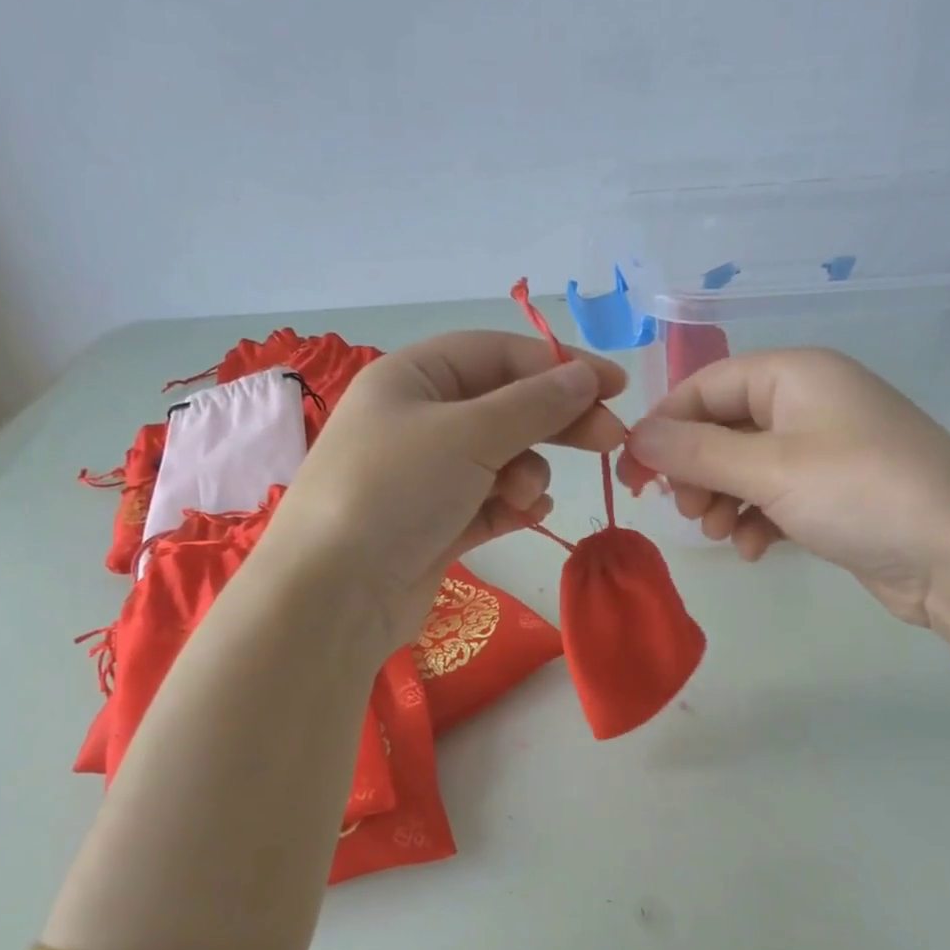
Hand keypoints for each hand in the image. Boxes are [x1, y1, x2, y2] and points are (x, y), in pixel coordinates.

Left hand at [264, 331, 626, 646]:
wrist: (334, 595)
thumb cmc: (396, 491)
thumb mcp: (469, 434)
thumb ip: (535, 403)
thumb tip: (586, 376)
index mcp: (413, 378)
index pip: (499, 354)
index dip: (560, 365)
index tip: (616, 386)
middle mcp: (418, 420)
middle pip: (505, 406)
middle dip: (556, 421)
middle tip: (610, 439)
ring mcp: (426, 476)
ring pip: (501, 458)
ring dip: (526, 473)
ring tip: (524, 497)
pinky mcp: (435, 524)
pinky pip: (490, 502)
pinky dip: (512, 505)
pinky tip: (528, 514)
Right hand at [620, 349, 949, 625]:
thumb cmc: (861, 493)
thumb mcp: (769, 469)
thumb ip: (696, 451)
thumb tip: (635, 436)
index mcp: (795, 374)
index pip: (705, 385)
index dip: (665, 426)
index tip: (635, 472)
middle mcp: (808, 402)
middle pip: (722, 426)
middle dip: (697, 469)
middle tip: (687, 509)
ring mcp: (824, 449)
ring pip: (744, 466)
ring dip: (723, 499)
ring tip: (723, 533)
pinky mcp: (834, 493)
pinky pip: (773, 496)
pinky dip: (756, 519)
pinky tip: (756, 549)